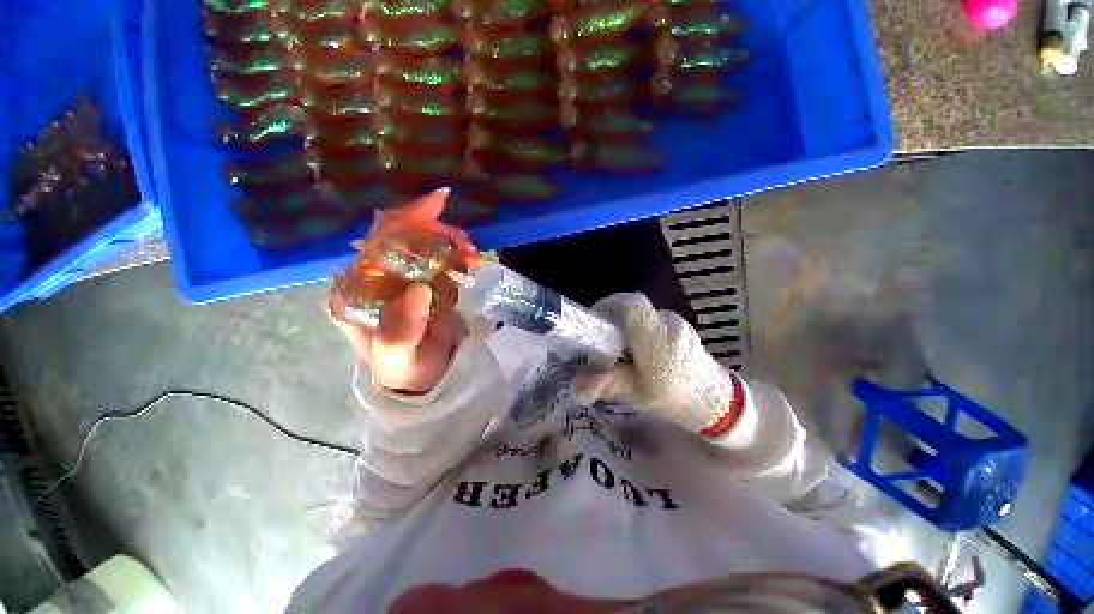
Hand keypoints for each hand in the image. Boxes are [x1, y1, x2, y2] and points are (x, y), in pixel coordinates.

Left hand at [331, 189, 467, 393]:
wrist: (420, 379)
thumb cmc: (401, 369)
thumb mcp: (395, 357)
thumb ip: (400, 330)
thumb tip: (420, 290)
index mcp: (358, 289)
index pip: (376, 242)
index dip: (405, 220)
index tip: (437, 203)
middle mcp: (379, 276)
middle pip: (402, 236)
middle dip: (435, 230)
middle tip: (464, 240)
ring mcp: (405, 278)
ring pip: (425, 245)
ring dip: (451, 242)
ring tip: (472, 254)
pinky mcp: (428, 283)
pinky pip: (443, 260)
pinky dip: (459, 256)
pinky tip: (473, 261)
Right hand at [574, 293, 741, 435]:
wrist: (713, 400)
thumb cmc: (673, 398)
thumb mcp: (636, 394)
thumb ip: (606, 383)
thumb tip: (576, 389)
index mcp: (658, 341)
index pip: (632, 305)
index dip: (608, 306)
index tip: (593, 320)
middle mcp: (668, 324)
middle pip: (631, 307)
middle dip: (611, 320)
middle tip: (601, 341)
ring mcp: (676, 322)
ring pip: (640, 313)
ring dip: (624, 326)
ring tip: (619, 350)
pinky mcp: (678, 324)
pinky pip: (650, 318)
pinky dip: (636, 329)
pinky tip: (637, 350)